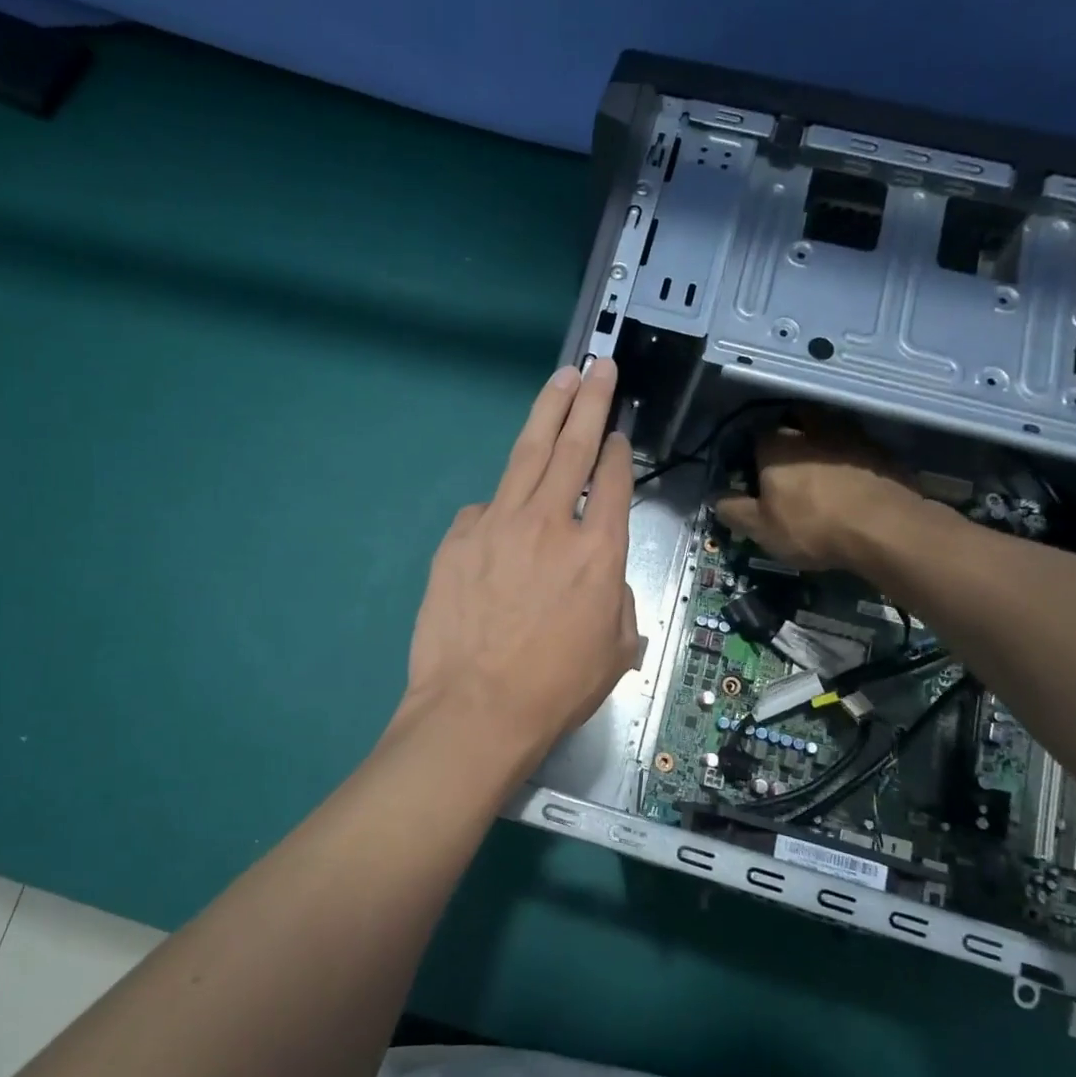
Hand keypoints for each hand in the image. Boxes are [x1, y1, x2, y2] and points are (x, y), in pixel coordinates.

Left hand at [402, 359, 639, 758]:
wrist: (476, 708)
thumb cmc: (555, 689)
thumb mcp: (616, 650)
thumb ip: (615, 598)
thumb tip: (598, 575)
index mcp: (599, 551)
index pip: (614, 481)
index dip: (617, 450)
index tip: (616, 433)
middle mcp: (552, 523)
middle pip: (574, 447)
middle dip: (590, 401)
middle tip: (599, 367)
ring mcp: (499, 524)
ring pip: (527, 455)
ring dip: (547, 413)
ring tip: (561, 380)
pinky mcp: (458, 538)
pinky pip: (484, 509)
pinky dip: (499, 505)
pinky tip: (502, 514)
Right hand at [715, 407, 924, 571]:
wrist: (885, 529)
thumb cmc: (812, 526)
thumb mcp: (760, 528)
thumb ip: (733, 510)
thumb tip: (715, 498)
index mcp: (777, 446)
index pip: (756, 432)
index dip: (751, 447)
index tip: (750, 466)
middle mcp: (813, 430)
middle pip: (796, 419)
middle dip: (790, 432)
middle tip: (787, 458)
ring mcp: (852, 437)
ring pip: (831, 428)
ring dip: (823, 440)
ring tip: (820, 464)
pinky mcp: (883, 451)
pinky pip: (858, 446)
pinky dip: (851, 456)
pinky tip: (851, 477)